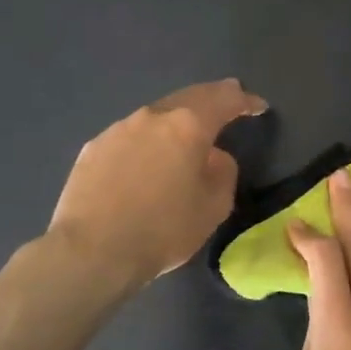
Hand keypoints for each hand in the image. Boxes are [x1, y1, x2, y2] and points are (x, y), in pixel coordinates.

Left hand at [49, 79, 266, 287]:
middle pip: (189, 97)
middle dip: (212, 97)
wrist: (92, 252)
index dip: (245, 101)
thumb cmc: (163, 230)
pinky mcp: (93, 148)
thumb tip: (213, 157)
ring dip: (176, 121)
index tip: (258, 106)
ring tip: (185, 134)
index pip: (225, 100)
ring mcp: (118, 130)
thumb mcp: (213, 207)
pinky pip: (130, 137)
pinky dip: (147, 141)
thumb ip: (223, 172)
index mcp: (188, 126)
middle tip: (229, 98)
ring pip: (156, 116)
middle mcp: (153, 117)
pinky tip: (146, 160)